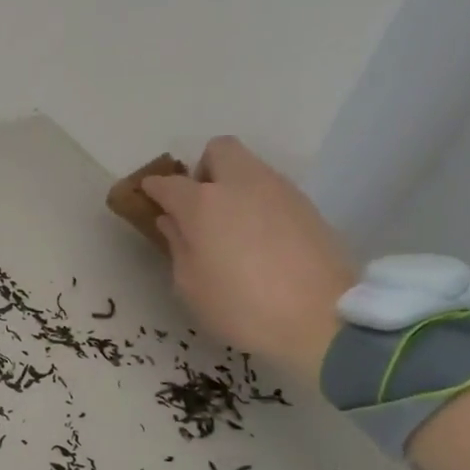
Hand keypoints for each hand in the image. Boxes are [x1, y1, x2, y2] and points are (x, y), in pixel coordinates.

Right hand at [141, 137, 355, 380]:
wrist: (321, 319)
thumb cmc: (239, 306)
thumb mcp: (190, 285)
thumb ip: (177, 245)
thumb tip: (172, 221)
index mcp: (202, 203)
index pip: (168, 183)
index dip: (153, 189)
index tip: (148, 198)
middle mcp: (240, 184)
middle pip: (218, 150)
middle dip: (203, 169)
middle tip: (199, 205)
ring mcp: (279, 191)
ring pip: (249, 168)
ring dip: (233, 185)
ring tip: (231, 225)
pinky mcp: (307, 206)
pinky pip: (272, 190)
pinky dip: (259, 203)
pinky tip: (259, 238)